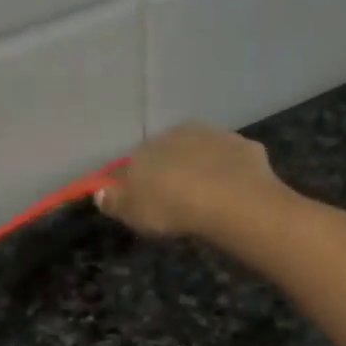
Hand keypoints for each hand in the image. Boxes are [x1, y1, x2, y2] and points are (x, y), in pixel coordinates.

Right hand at [94, 124, 284, 240]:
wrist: (229, 199)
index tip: (144, 202)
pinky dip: (233, 173)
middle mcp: (179, 134)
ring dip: (203, 168)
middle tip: (178, 201)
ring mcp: (216, 136)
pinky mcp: (246, 147)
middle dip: (172, 171)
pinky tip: (235, 193)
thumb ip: (115, 202)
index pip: (135, 163)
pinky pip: (234, 161)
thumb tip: (99, 192)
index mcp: (148, 148)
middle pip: (170, 153)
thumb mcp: (134, 212)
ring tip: (208, 197)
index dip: (138, 183)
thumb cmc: (172, 207)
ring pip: (204, 152)